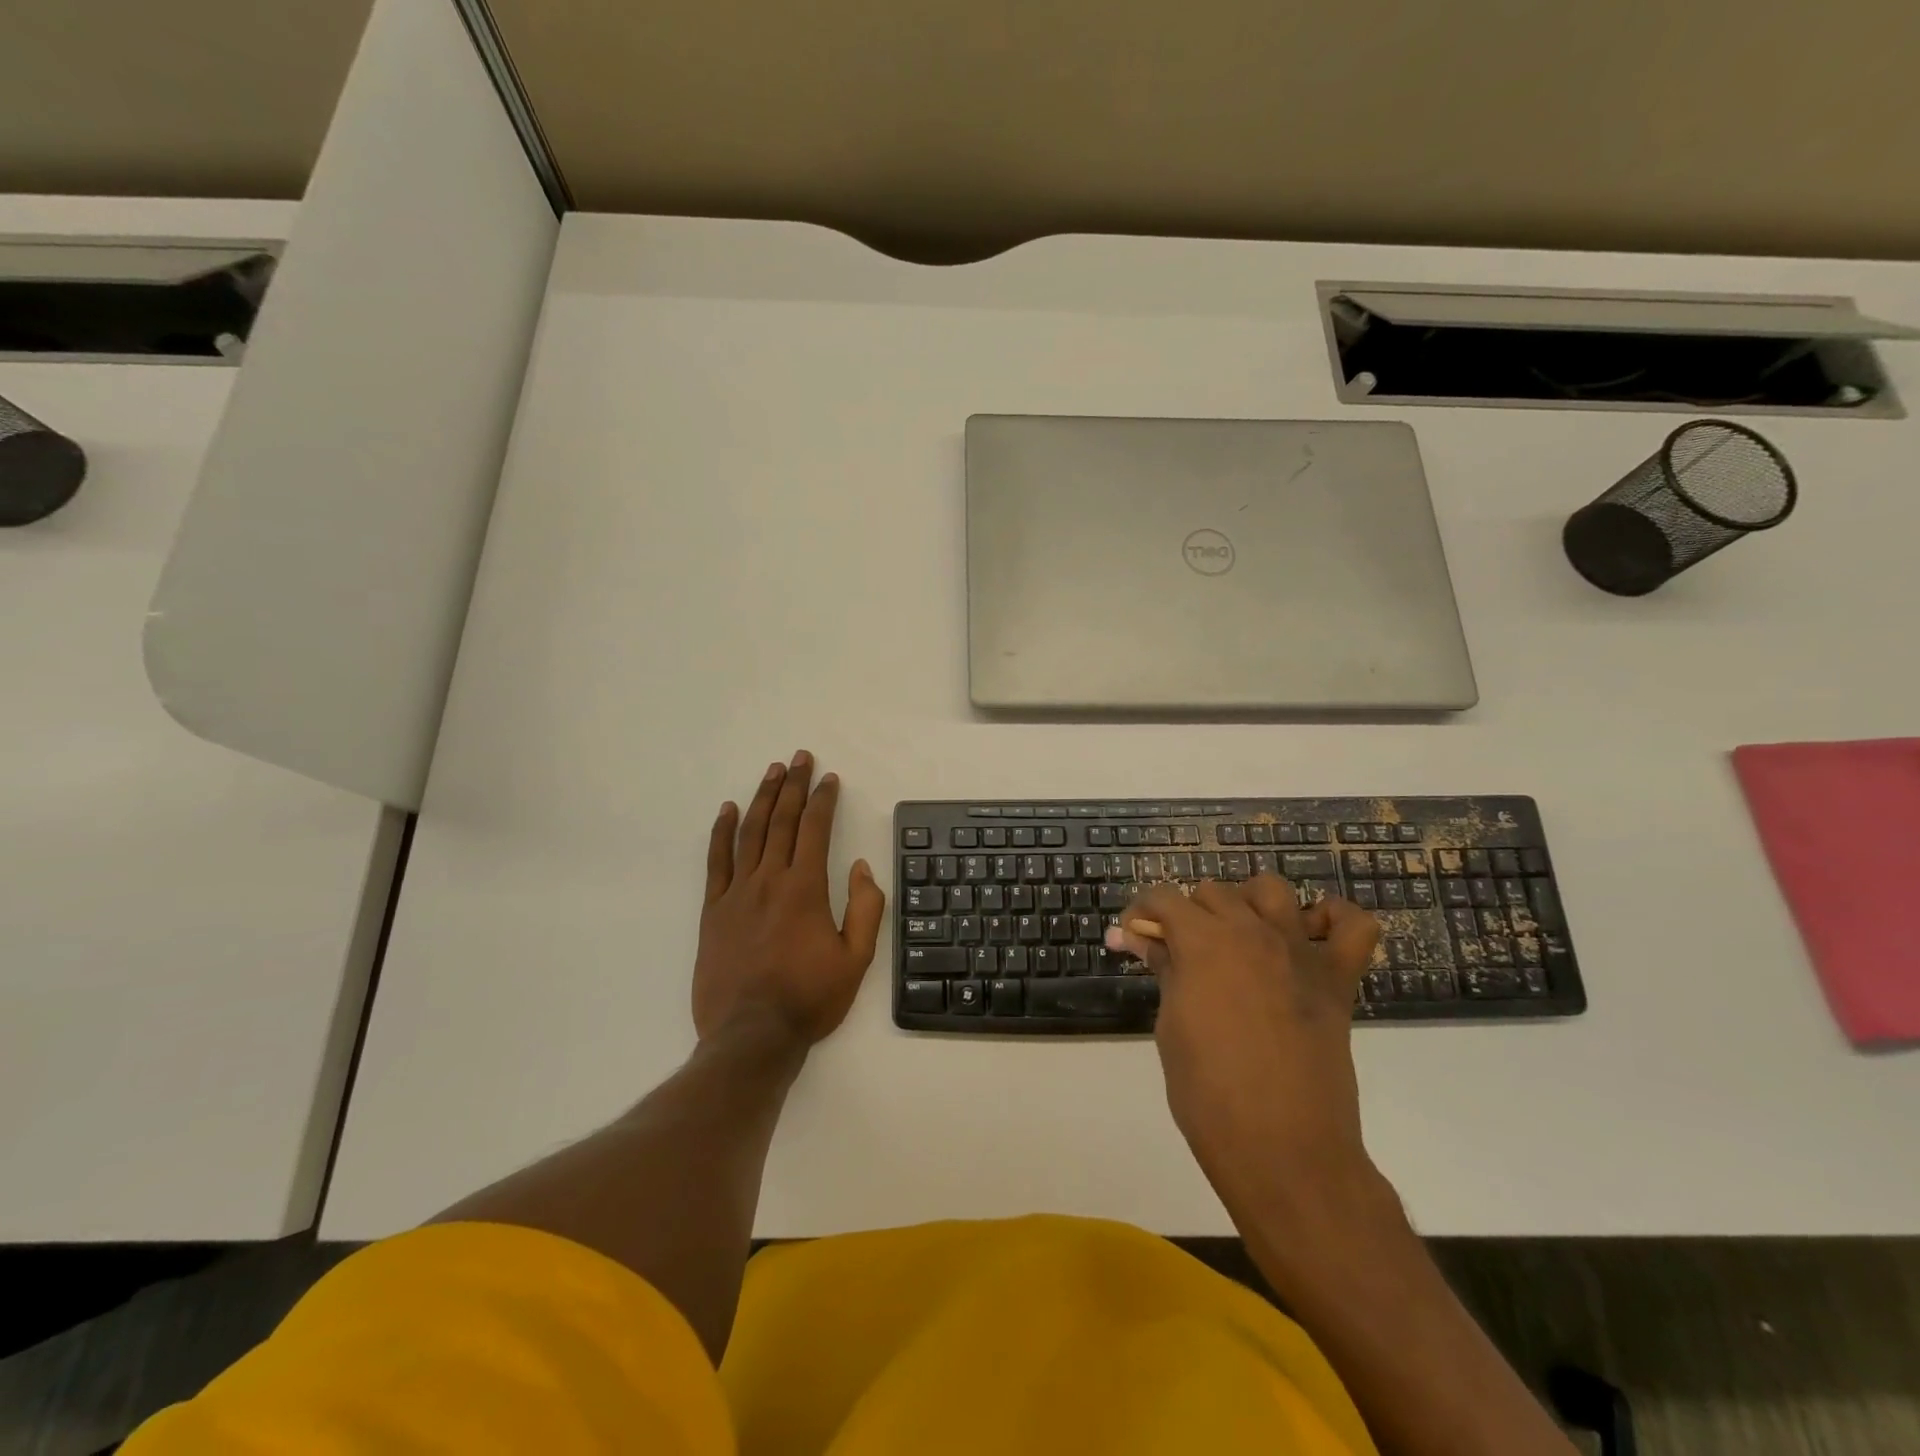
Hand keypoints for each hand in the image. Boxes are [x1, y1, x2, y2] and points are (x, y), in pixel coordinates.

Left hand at [693, 751, 884, 1048]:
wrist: (751, 1035)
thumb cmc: (809, 998)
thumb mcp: (856, 960)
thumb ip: (865, 908)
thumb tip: (860, 867)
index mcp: (805, 889)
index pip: (815, 830)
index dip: (823, 800)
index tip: (829, 778)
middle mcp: (770, 880)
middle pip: (782, 821)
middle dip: (793, 785)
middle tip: (800, 758)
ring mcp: (737, 893)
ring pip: (750, 833)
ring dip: (762, 798)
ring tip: (772, 771)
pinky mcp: (713, 910)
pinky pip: (716, 861)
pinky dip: (721, 832)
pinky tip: (728, 810)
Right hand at [1113, 877, 1380, 1205]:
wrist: (1282, 1150)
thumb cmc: (1208, 1093)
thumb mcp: (1170, 1025)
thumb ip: (1162, 969)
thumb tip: (1136, 937)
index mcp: (1203, 942)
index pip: (1163, 898)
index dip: (1141, 913)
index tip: (1133, 937)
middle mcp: (1252, 931)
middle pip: (1213, 892)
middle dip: (1187, 914)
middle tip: (1177, 954)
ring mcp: (1300, 951)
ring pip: (1270, 890)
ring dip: (1247, 903)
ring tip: (1237, 936)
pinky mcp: (1337, 979)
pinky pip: (1353, 925)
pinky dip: (1331, 919)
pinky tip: (1307, 937)